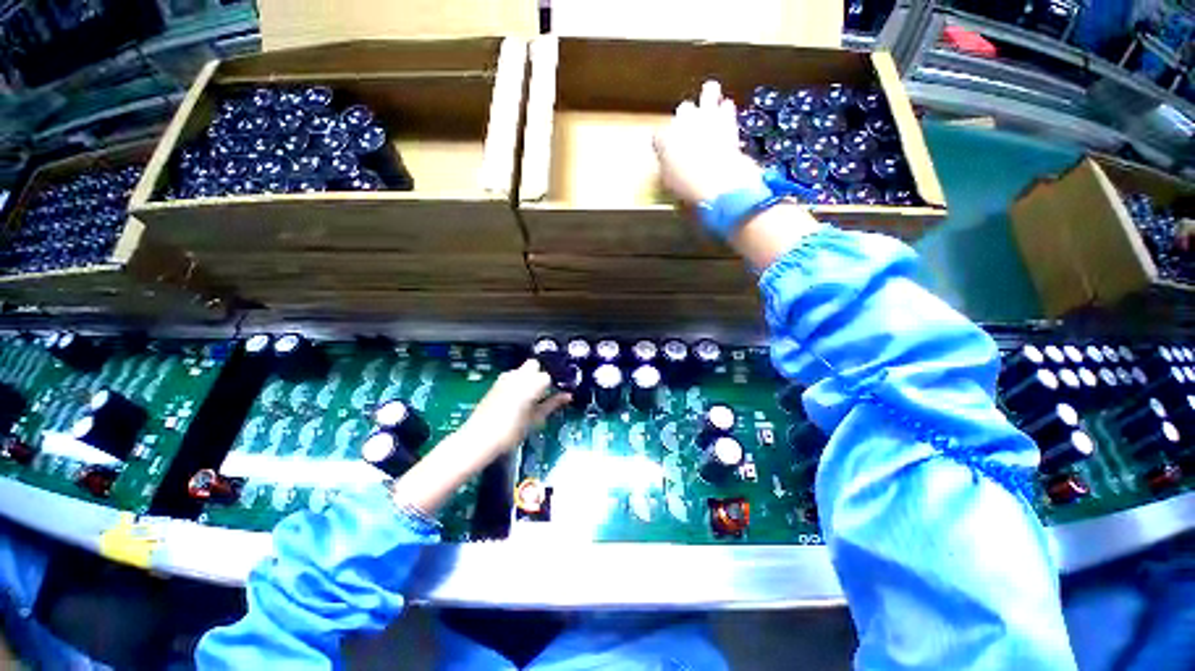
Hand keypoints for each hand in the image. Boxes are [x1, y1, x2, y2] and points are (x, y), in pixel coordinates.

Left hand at [459, 359, 570, 463]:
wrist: (479, 439)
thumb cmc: (512, 431)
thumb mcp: (536, 419)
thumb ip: (553, 404)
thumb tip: (567, 396)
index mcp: (532, 382)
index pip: (549, 375)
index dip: (554, 384)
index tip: (556, 393)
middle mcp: (519, 374)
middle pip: (535, 365)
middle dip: (541, 375)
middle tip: (544, 392)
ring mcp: (505, 377)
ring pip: (523, 370)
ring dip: (529, 378)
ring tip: (531, 398)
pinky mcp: (496, 383)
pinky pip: (513, 377)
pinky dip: (519, 383)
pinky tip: (518, 399)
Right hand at [653, 80, 764, 205]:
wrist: (716, 182)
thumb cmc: (687, 187)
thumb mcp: (669, 184)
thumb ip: (667, 170)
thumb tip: (670, 169)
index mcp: (663, 139)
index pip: (657, 136)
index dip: (662, 144)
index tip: (666, 152)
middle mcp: (683, 121)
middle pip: (683, 109)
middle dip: (687, 118)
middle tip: (691, 132)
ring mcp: (706, 115)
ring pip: (709, 91)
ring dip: (710, 98)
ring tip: (712, 106)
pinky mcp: (728, 118)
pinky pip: (727, 105)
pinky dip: (727, 111)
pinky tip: (727, 118)